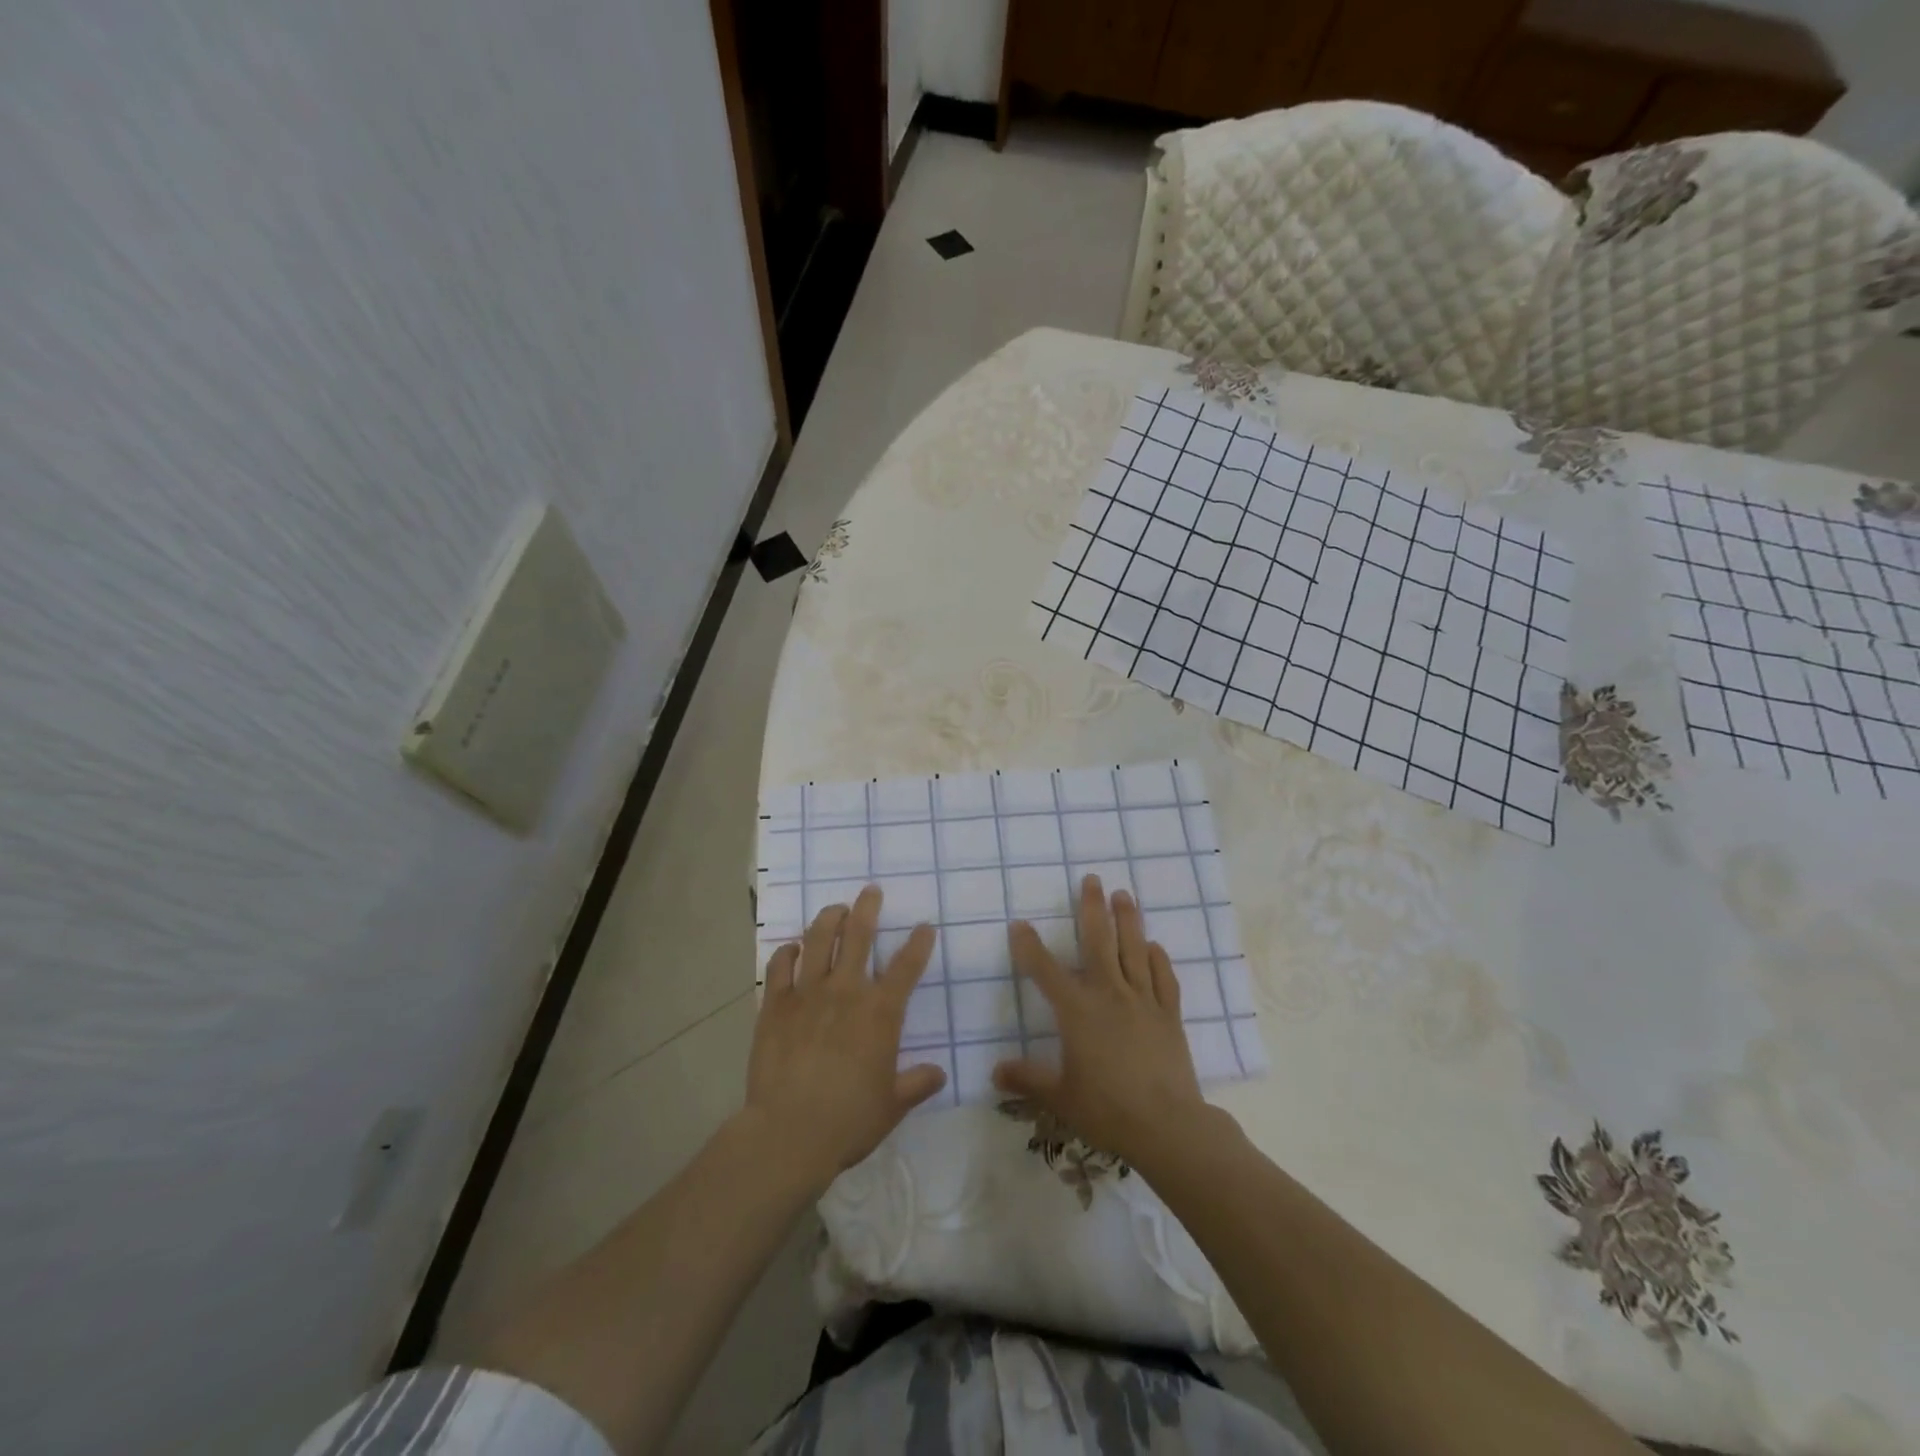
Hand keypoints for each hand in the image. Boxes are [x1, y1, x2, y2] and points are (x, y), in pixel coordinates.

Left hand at [745, 885, 945, 1189]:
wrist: (788, 1132)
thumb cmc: (849, 1120)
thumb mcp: (892, 1106)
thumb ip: (917, 1084)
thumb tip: (939, 1073)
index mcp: (880, 1013)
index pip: (907, 967)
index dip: (918, 943)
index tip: (924, 927)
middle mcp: (846, 991)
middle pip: (859, 936)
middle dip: (868, 908)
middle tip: (871, 891)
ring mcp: (807, 993)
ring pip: (819, 939)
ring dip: (829, 918)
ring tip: (835, 909)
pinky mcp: (775, 1004)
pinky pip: (780, 965)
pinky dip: (788, 952)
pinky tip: (793, 948)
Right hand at [993, 875, 1212, 1166]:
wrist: (1167, 1126)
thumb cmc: (1107, 1110)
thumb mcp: (1059, 1097)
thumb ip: (1027, 1079)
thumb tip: (994, 1071)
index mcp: (1078, 1011)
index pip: (1046, 970)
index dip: (1029, 946)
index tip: (1019, 924)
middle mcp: (1109, 995)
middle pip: (1099, 942)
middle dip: (1092, 908)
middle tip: (1092, 879)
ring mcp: (1143, 1001)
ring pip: (1134, 950)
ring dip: (1128, 920)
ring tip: (1124, 894)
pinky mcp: (1169, 1015)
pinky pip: (1164, 979)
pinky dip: (1159, 959)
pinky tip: (1155, 947)